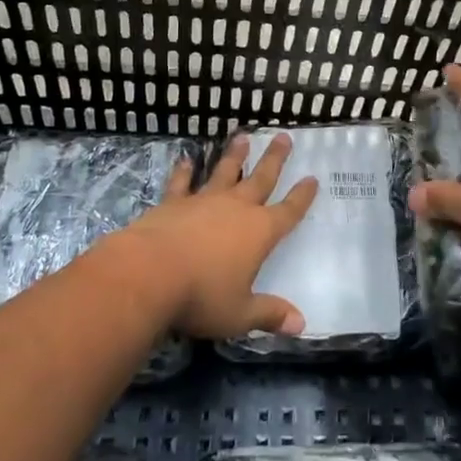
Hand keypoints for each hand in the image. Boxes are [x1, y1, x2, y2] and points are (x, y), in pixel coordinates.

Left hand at [119, 132, 316, 340]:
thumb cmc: (201, 296)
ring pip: (224, 172)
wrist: (148, 274)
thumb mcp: (240, 314)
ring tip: (242, 137)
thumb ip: (269, 314)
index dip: (302, 197)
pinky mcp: (172, 204)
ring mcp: (203, 202)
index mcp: (259, 233)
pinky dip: (185, 171)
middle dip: (275, 159)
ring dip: (235, 156)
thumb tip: (301, 324)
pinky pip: (182, 183)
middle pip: (261, 178)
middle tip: (285, 137)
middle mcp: (235, 209)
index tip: (312, 178)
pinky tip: (186, 160)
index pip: (288, 211)